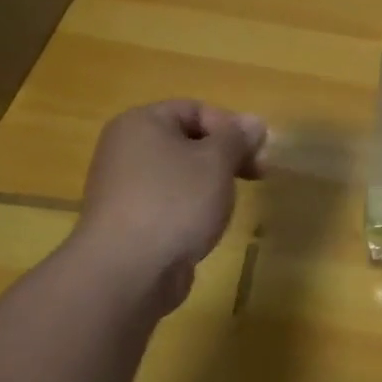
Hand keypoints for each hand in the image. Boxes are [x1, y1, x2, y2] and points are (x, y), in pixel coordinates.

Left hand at [63, 100, 267, 308]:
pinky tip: (205, 225)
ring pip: (180, 172)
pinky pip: (169, 200)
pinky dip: (191, 207)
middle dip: (226, 155)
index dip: (232, 127)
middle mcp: (126, 148)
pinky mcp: (129, 220)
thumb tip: (255, 122)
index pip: (196, 109)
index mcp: (141, 123)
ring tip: (228, 203)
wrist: (127, 272)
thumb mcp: (217, 161)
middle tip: (257, 175)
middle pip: (188, 140)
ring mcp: (124, 186)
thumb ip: (238, 138)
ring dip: (211, 182)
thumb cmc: (175, 202)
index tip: (258, 153)